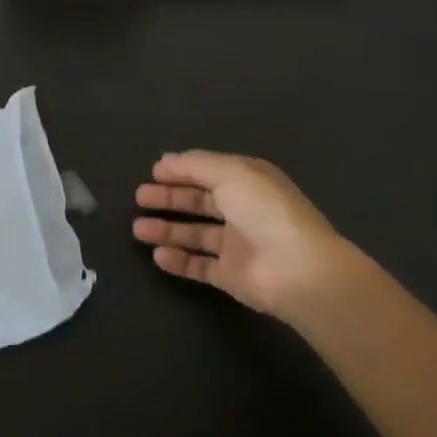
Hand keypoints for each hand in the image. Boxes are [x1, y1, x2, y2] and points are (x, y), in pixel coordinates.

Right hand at [133, 151, 362, 323]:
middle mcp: (242, 210)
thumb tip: (166, 160)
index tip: (153, 172)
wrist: (298, 270)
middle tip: (139, 197)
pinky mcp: (232, 276)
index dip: (181, 171)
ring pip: (196, 234)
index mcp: (247, 181)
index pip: (209, 172)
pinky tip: (157, 256)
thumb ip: (196, 165)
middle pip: (199, 201)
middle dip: (169, 198)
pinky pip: (200, 266)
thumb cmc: (265, 211)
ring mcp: (238, 245)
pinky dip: (179, 261)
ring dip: (167, 230)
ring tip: (138, 229)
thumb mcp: (231, 173)